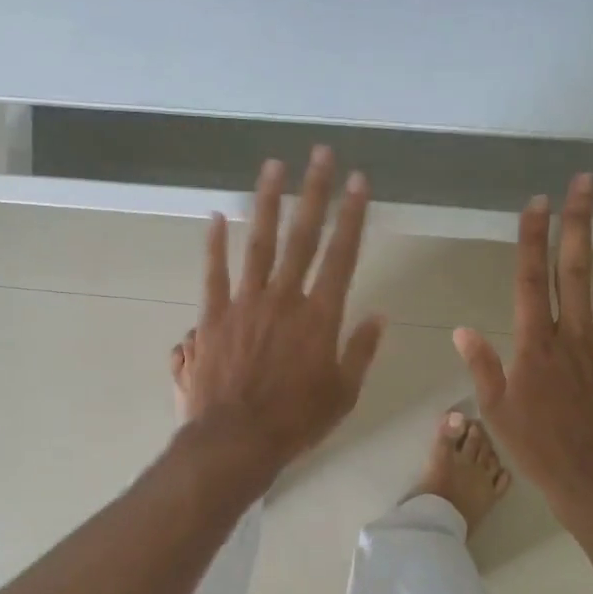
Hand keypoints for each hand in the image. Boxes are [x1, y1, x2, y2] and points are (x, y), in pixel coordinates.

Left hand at [182, 146, 385, 481]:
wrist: (237, 440)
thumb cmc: (296, 422)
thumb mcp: (343, 393)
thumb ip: (360, 351)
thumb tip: (379, 316)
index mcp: (320, 316)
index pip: (342, 255)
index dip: (352, 216)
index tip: (359, 182)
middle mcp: (284, 299)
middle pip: (302, 236)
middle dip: (314, 192)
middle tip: (320, 154)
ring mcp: (245, 304)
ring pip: (258, 243)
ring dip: (267, 203)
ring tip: (273, 166)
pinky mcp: (213, 317)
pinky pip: (214, 273)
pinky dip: (214, 245)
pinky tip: (215, 217)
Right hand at [453, 175, 592, 520]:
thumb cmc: (541, 451)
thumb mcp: (498, 413)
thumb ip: (484, 368)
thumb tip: (462, 330)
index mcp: (535, 346)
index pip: (530, 281)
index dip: (532, 239)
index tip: (536, 203)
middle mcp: (574, 335)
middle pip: (575, 270)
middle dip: (578, 222)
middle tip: (585, 181)